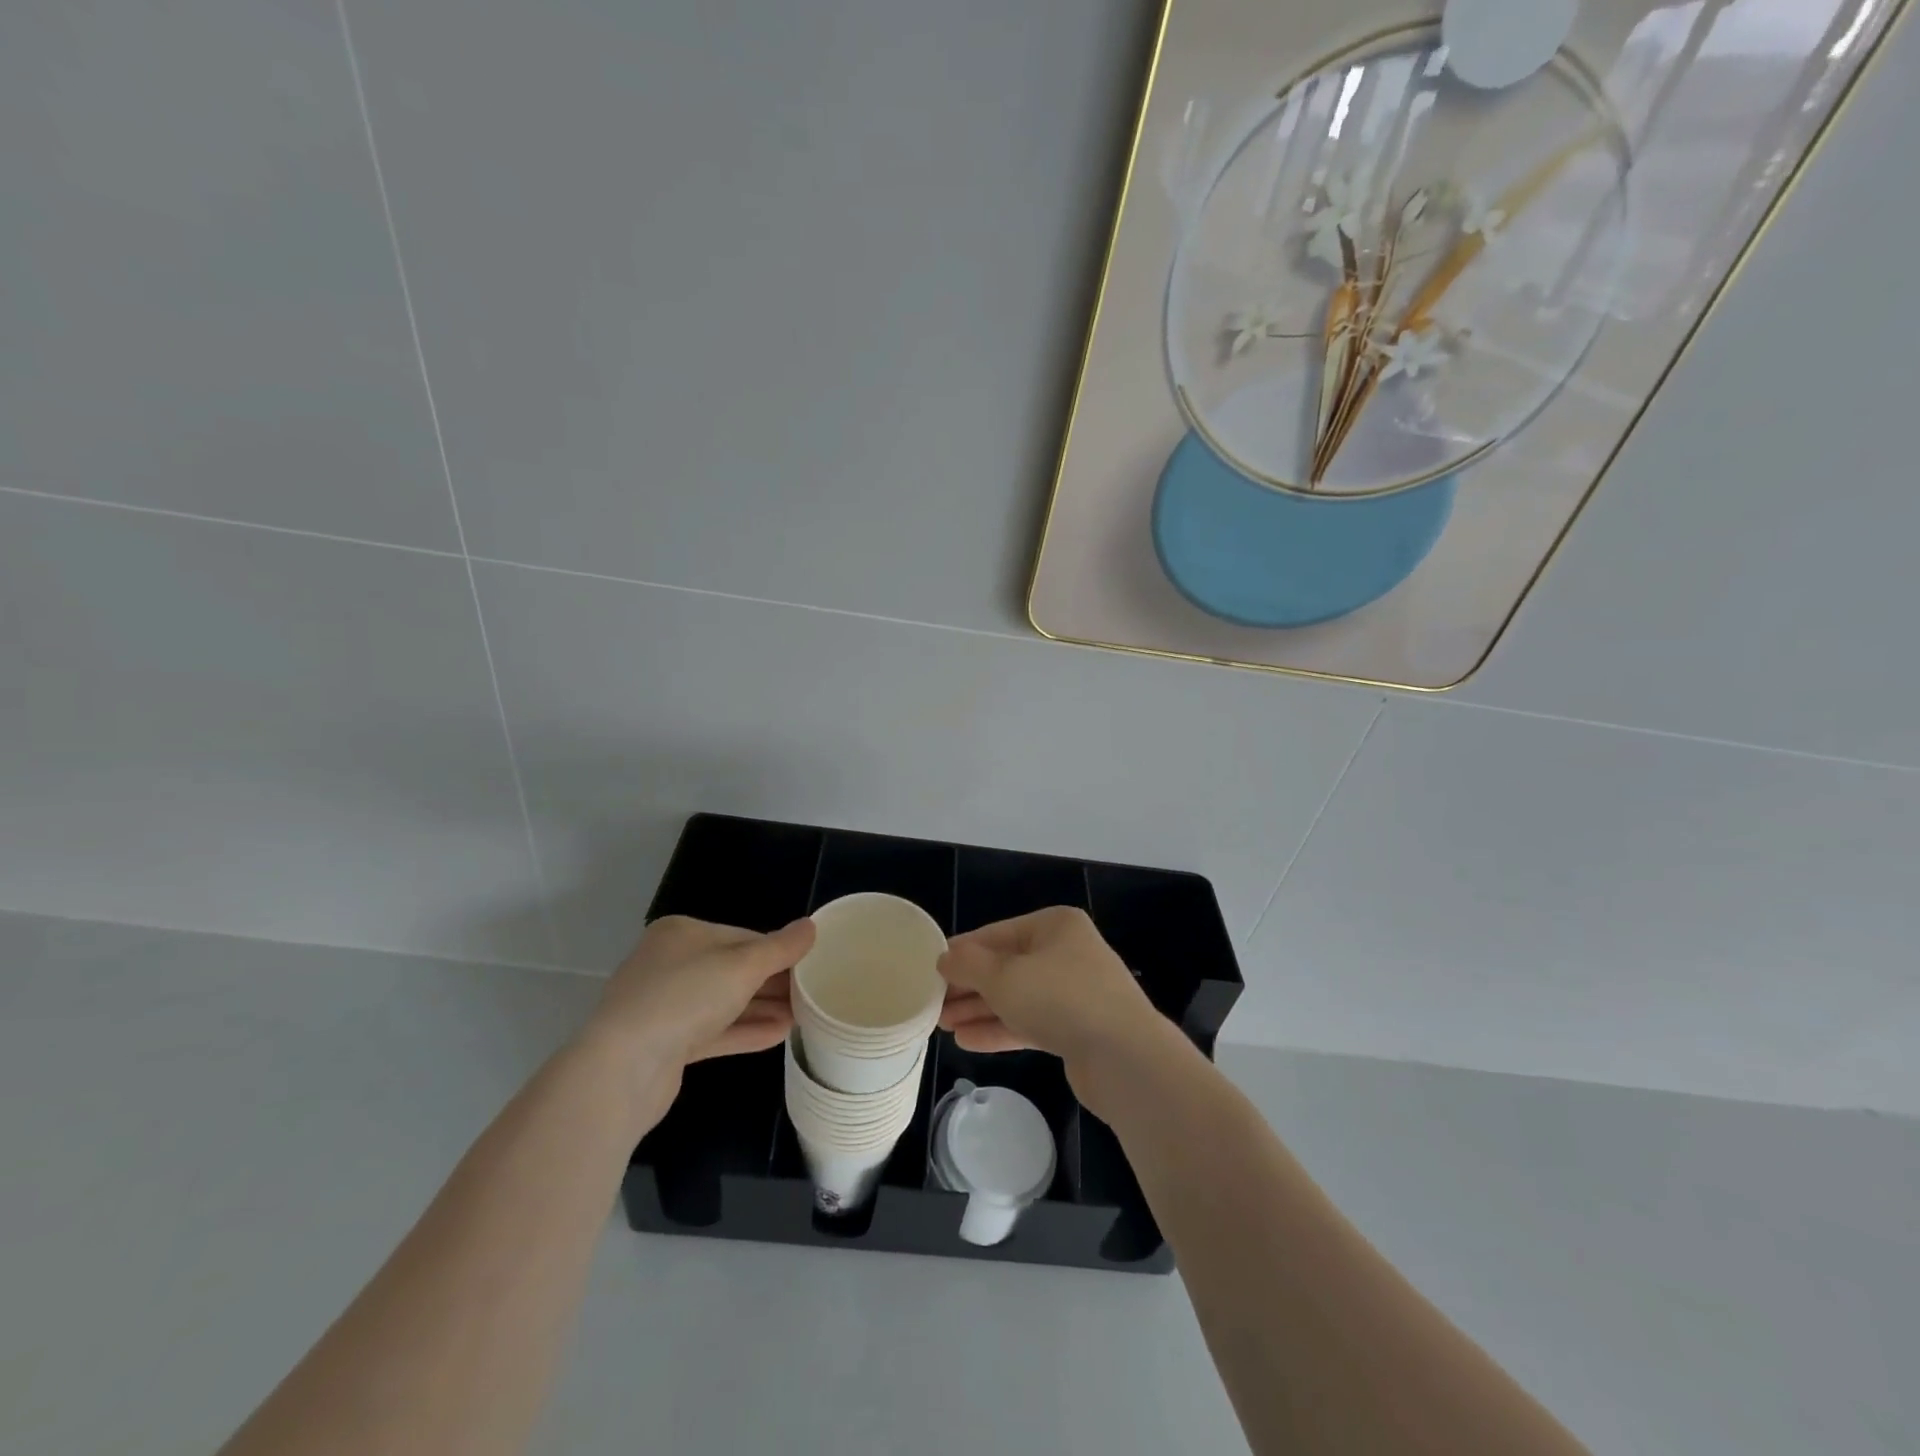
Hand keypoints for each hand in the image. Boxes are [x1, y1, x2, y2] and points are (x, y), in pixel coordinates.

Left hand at [583, 915, 814, 1125]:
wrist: (622, 1068)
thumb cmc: (685, 997)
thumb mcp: (743, 965)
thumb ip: (780, 947)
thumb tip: (811, 926)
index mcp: (682, 933)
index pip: (742, 936)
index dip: (778, 951)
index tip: (810, 966)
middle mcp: (670, 963)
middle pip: (733, 969)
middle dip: (772, 983)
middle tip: (812, 994)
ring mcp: (664, 1006)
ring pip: (724, 1002)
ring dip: (763, 1009)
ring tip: (802, 1016)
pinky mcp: (665, 1044)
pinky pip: (714, 1031)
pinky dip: (745, 1031)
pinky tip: (780, 1035)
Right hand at [937, 907, 1167, 1104]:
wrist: (1125, 1057)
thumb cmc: (1060, 999)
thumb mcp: (1003, 976)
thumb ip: (968, 965)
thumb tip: (944, 958)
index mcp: (1054, 926)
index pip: (996, 933)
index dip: (962, 952)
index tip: (930, 970)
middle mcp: (1066, 952)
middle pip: (1006, 965)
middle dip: (968, 986)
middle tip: (932, 1004)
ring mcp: (1075, 992)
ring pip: (1017, 996)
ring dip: (979, 1010)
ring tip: (942, 1025)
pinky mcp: (1077, 1028)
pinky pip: (1030, 1022)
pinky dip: (1001, 1028)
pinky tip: (968, 1041)